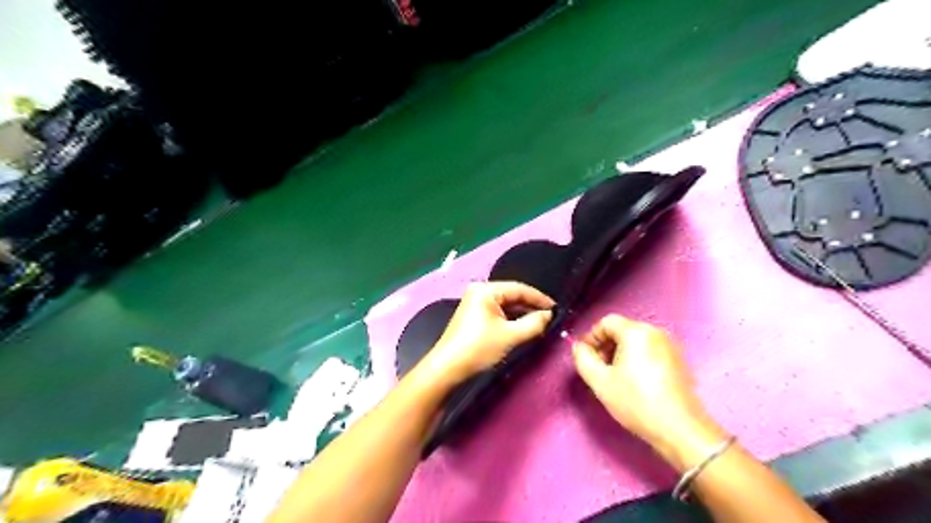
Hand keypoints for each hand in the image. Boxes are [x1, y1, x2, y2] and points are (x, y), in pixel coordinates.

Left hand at [421, 283, 551, 388]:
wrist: (447, 368)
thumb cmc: (479, 348)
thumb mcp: (511, 336)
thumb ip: (534, 323)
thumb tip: (549, 315)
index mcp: (486, 290)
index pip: (520, 288)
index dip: (540, 299)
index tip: (558, 308)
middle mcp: (479, 291)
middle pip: (512, 295)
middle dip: (531, 307)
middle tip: (551, 318)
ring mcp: (474, 303)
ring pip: (506, 305)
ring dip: (522, 314)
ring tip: (541, 324)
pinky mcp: (473, 316)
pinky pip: (498, 313)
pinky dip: (511, 320)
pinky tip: (523, 328)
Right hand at [571, 316, 722, 470]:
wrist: (680, 429)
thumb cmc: (636, 402)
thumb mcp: (600, 381)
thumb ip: (583, 359)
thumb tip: (579, 347)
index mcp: (636, 332)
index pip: (606, 322)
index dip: (591, 337)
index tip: (586, 357)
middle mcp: (655, 332)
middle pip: (622, 330)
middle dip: (606, 346)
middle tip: (599, 369)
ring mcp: (670, 346)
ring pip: (636, 341)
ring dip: (621, 354)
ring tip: (615, 378)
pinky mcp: (679, 360)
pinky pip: (651, 351)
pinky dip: (638, 359)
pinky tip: (635, 383)